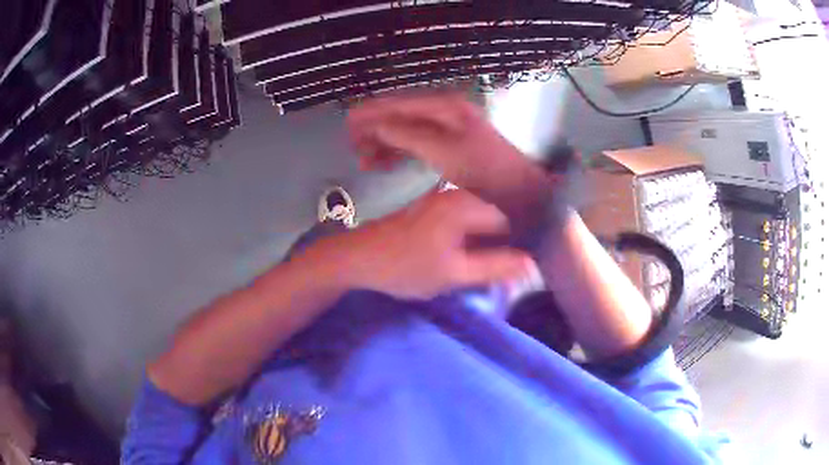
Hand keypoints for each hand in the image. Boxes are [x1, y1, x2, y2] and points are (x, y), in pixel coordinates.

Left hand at [314, 189, 532, 299]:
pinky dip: (473, 237)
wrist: (358, 258)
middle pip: (498, 217)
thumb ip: (496, 267)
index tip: (525, 266)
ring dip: (489, 242)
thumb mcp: (455, 273)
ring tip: (491, 267)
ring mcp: (444, 198)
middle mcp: (458, 194)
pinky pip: (466, 220)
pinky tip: (470, 256)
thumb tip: (532, 264)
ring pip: (482, 220)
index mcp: (467, 204)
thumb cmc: (406, 267)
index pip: (512, 219)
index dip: (522, 243)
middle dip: (505, 244)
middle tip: (509, 271)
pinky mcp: (434, 207)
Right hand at [348, 92, 556, 228]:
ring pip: (406, 129)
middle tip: (351, 144)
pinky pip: (417, 142)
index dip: (371, 113)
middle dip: (374, 128)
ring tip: (363, 159)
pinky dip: (399, 151)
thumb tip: (374, 125)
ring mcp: (449, 129)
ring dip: (384, 142)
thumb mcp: (443, 152)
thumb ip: (407, 135)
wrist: (520, 194)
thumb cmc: (485, 172)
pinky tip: (385, 162)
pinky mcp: (450, 146)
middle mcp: (446, 111)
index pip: (398, 104)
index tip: (347, 123)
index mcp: (445, 107)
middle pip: (400, 114)